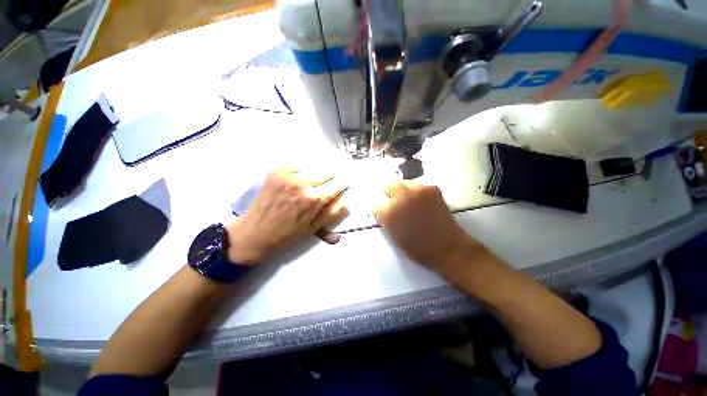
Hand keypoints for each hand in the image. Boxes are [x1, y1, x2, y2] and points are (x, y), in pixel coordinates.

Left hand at [226, 167, 348, 264]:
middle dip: (332, 178)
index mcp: (313, 199)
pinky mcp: (277, 170)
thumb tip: (348, 202)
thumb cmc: (286, 235)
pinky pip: (299, 164)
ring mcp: (287, 173)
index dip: (342, 184)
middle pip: (327, 172)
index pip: (337, 184)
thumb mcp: (314, 228)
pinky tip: (302, 179)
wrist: (252, 233)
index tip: (345, 184)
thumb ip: (333, 213)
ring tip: (316, 183)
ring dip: (319, 173)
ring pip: (314, 167)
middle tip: (330, 185)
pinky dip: (305, 170)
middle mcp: (302, 182)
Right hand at [373, 181, 489, 282]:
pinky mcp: (431, 188)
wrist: (446, 247)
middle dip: (388, 192)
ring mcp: (417, 191)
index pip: (375, 201)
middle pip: (388, 185)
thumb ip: (384, 218)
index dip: (379, 206)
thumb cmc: (416, 247)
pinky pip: (418, 185)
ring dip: (403, 191)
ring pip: (404, 183)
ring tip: (409, 201)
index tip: (383, 208)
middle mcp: (400, 198)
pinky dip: (417, 192)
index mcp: (388, 212)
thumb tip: (382, 207)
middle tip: (393, 200)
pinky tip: (422, 202)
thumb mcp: (392, 235)